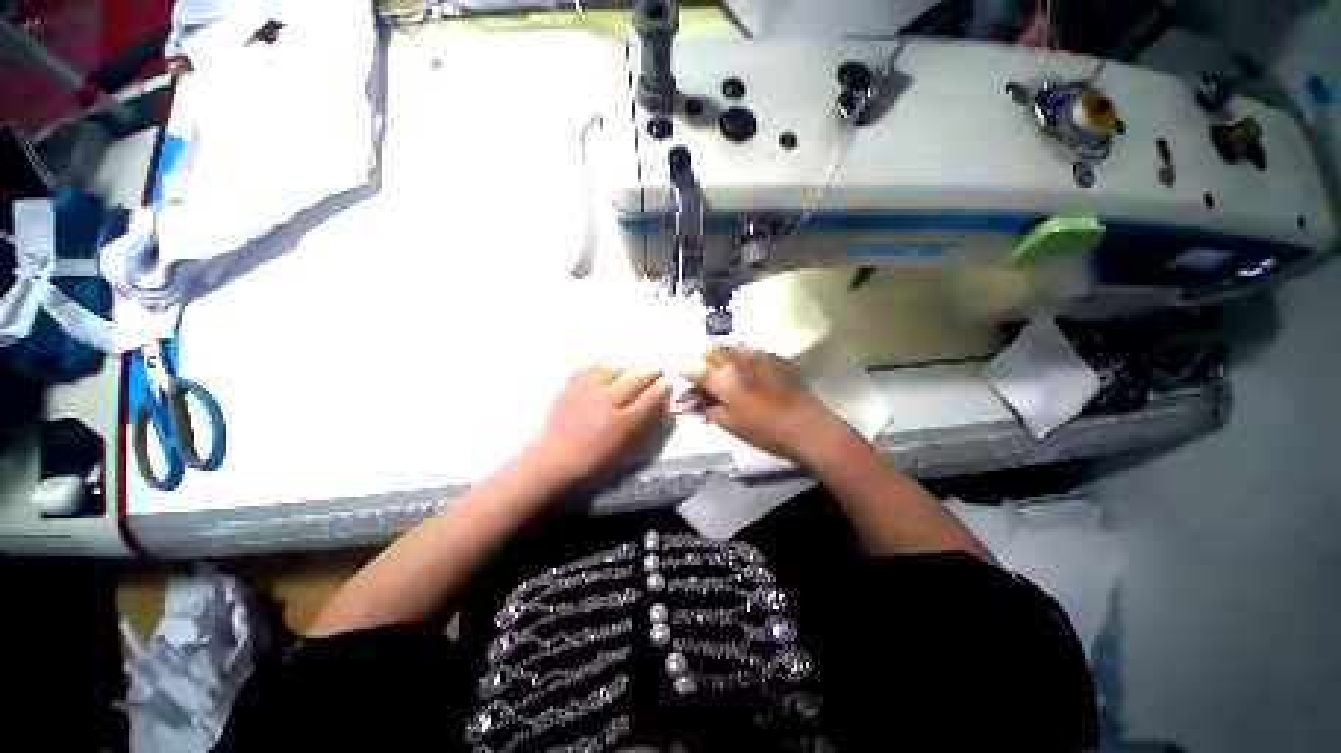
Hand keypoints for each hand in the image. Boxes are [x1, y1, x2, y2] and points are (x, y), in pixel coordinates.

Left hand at [528, 363, 671, 484]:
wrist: (554, 459)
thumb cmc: (593, 460)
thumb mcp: (624, 447)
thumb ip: (642, 424)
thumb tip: (656, 403)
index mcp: (624, 422)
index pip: (651, 397)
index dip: (662, 387)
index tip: (668, 381)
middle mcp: (608, 401)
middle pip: (636, 378)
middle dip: (651, 372)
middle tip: (657, 369)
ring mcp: (587, 390)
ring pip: (615, 367)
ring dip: (629, 365)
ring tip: (634, 366)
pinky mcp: (570, 385)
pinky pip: (589, 365)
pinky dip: (602, 361)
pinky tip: (609, 363)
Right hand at [682, 343, 842, 461]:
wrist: (805, 425)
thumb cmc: (763, 430)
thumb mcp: (728, 423)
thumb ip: (707, 405)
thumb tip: (697, 396)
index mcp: (723, 380)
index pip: (695, 369)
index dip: (688, 373)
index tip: (689, 379)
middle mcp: (737, 361)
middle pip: (712, 348)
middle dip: (706, 361)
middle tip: (711, 378)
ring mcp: (758, 355)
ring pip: (732, 345)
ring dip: (725, 356)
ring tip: (731, 373)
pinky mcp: (774, 357)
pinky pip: (752, 351)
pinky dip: (744, 360)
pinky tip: (752, 375)